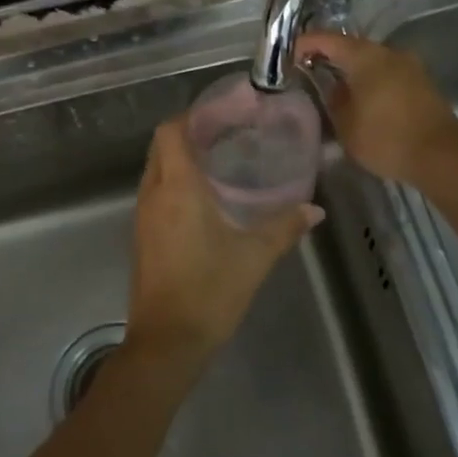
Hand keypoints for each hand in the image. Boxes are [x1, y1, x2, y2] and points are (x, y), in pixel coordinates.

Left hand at [127, 118, 319, 362]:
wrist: (166, 342)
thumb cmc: (209, 291)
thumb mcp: (254, 257)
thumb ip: (284, 228)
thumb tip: (315, 211)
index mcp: (177, 188)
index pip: (171, 132)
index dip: (191, 116)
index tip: (221, 114)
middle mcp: (153, 195)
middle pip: (161, 147)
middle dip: (188, 134)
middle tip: (226, 134)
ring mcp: (143, 217)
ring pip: (156, 170)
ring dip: (180, 159)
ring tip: (219, 160)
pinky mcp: (142, 237)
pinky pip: (155, 194)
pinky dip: (174, 183)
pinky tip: (205, 199)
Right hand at [293, 31, 457, 185]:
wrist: (441, 156)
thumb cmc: (386, 138)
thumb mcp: (346, 125)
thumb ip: (334, 100)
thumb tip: (333, 88)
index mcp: (365, 57)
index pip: (327, 39)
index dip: (305, 44)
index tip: (289, 57)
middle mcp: (388, 52)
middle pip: (351, 46)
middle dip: (329, 56)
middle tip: (309, 72)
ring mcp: (409, 65)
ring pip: (371, 60)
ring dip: (352, 69)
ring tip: (334, 88)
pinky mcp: (421, 82)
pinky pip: (387, 73)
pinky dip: (371, 80)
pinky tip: (362, 98)